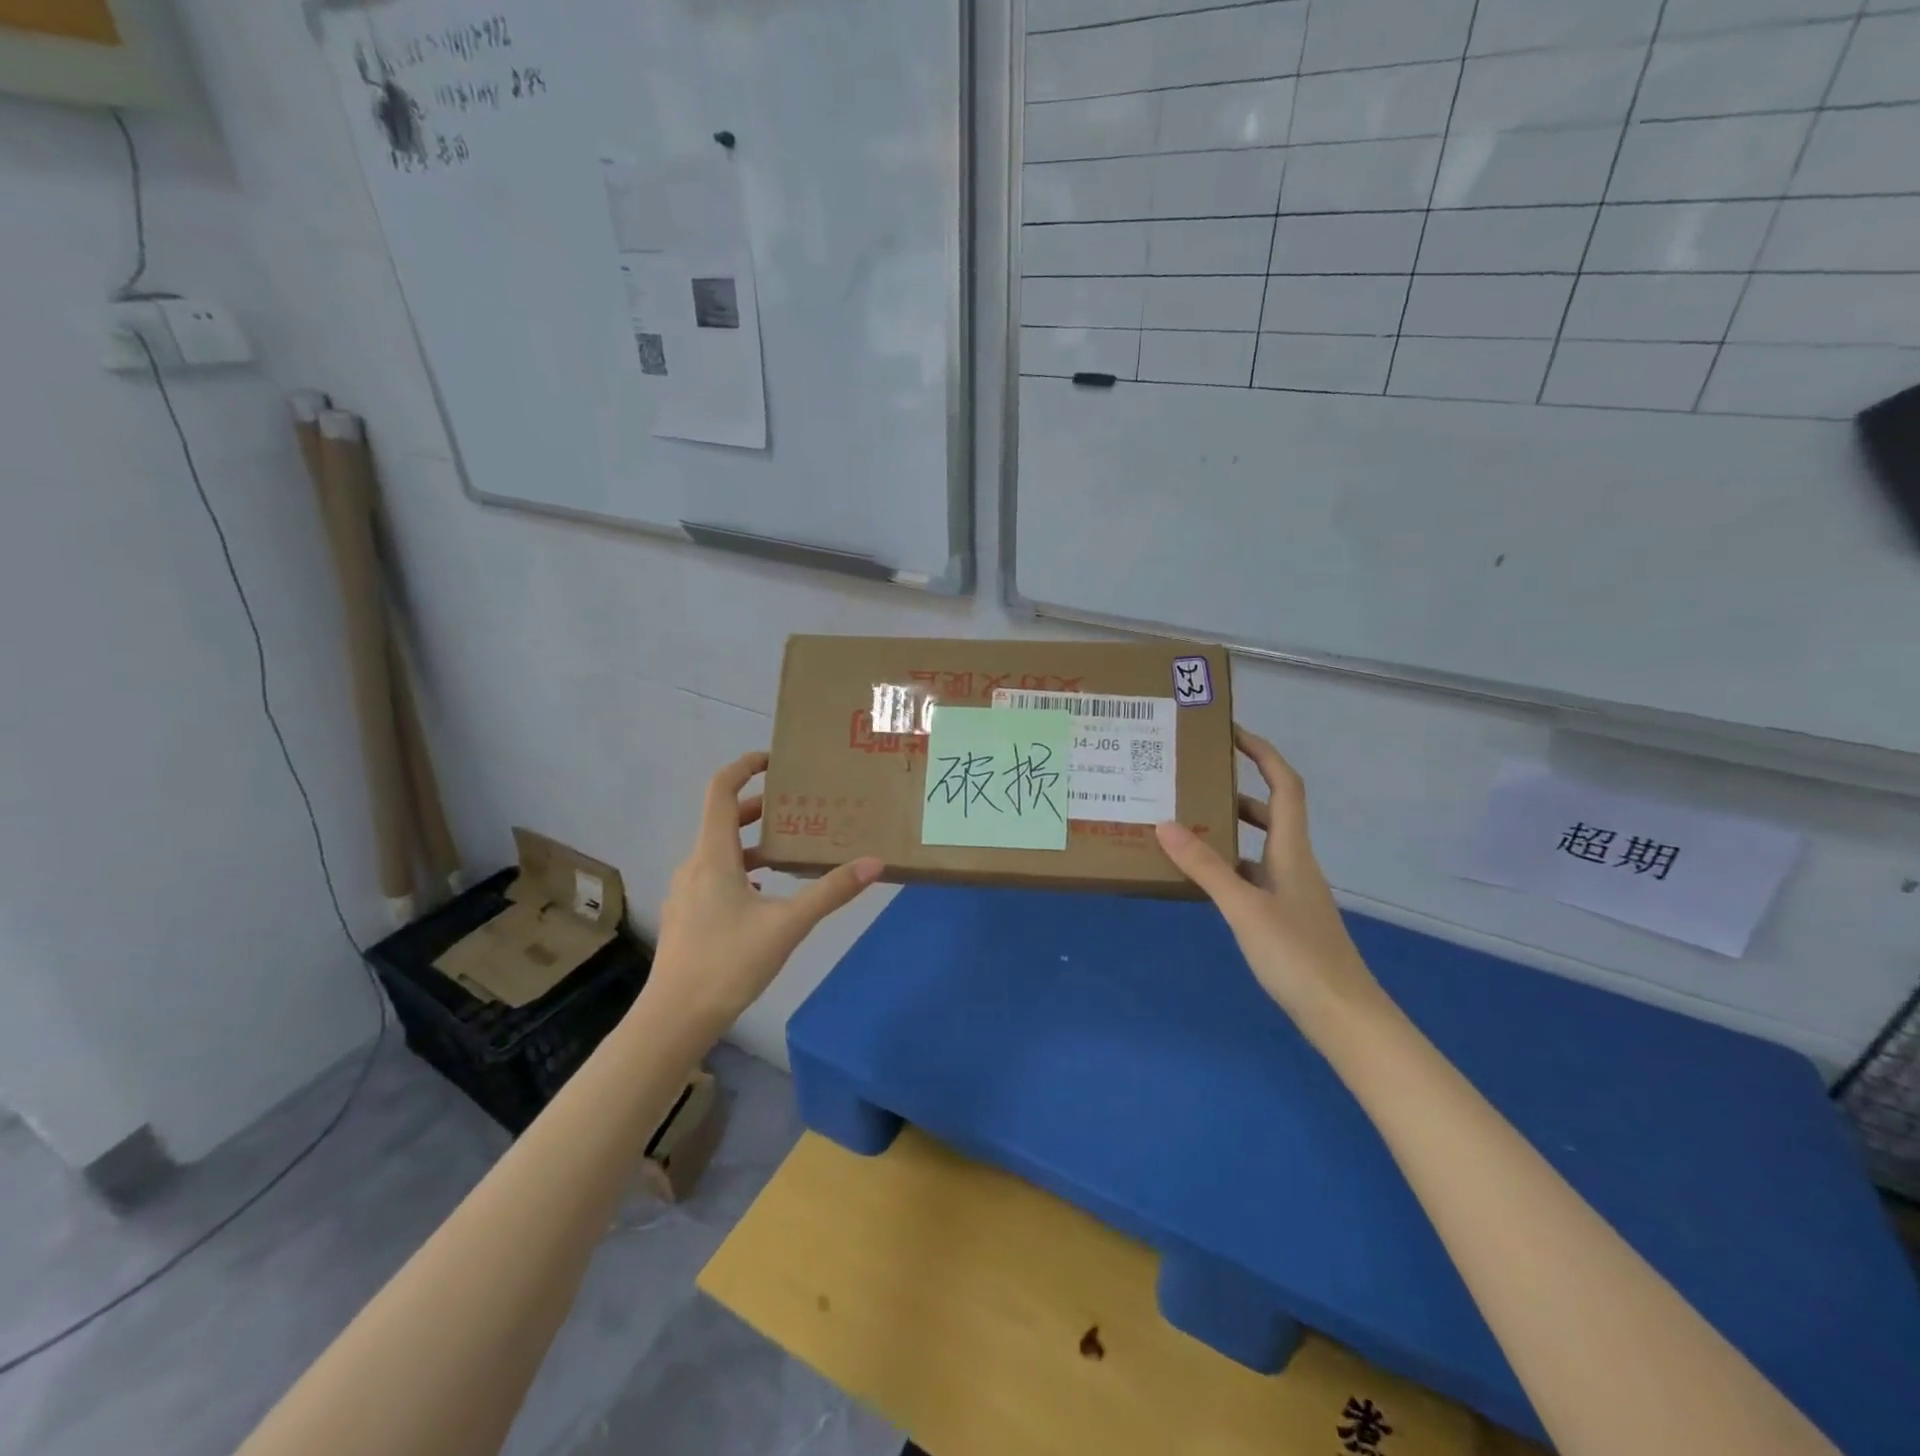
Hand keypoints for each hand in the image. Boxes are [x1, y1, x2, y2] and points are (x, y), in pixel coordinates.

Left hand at [644, 752, 883, 1036]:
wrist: (674, 1019)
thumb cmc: (728, 963)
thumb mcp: (787, 925)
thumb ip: (830, 892)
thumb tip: (874, 863)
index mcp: (713, 855)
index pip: (721, 790)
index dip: (744, 767)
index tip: (774, 760)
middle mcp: (694, 865)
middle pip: (723, 819)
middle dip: (759, 807)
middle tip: (798, 806)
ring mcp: (686, 892)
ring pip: (720, 850)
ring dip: (752, 841)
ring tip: (789, 850)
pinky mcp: (687, 915)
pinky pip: (715, 875)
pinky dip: (742, 869)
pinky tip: (765, 895)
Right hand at [1155, 726, 1382, 1038]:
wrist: (1343, 1016)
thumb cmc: (1298, 956)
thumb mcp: (1244, 908)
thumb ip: (1205, 867)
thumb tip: (1165, 824)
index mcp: (1292, 851)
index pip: (1284, 786)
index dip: (1264, 754)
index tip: (1232, 733)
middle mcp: (1294, 863)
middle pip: (1270, 811)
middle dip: (1235, 789)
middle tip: (1194, 781)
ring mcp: (1290, 891)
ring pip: (1258, 845)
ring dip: (1228, 829)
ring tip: (1186, 824)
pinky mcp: (1284, 917)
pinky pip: (1252, 875)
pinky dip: (1227, 865)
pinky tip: (1201, 878)